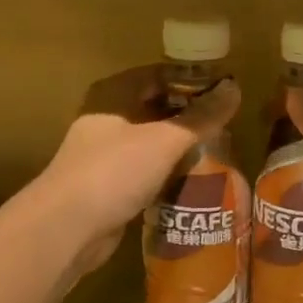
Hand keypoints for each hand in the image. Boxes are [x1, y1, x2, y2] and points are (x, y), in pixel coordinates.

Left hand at [29, 66, 240, 276]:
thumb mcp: (164, 140)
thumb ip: (200, 117)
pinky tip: (195, 179)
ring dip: (181, 145)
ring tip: (220, 150)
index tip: (227, 91)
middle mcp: (106, 118)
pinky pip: (146, 170)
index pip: (159, 75)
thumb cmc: (114, 171)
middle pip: (156, 107)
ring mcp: (106, 153)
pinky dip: (168, 171)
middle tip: (228, 123)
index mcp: (113, 95)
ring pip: (152, 141)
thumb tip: (234, 89)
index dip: (193, 80)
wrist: (68, 228)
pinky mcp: (110, 185)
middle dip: (190, 115)